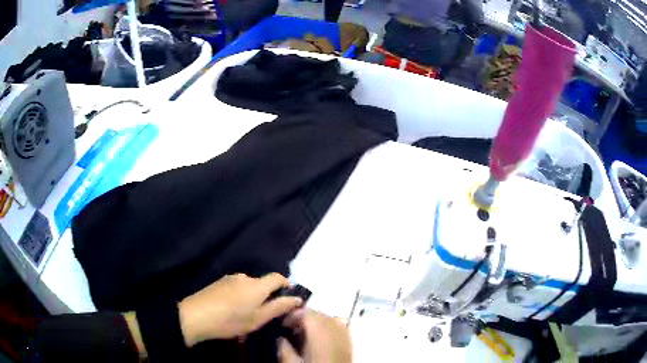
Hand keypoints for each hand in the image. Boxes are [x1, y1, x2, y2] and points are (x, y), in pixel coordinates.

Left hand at [178, 273, 302, 346]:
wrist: (196, 315)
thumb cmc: (231, 320)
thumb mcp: (258, 318)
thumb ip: (279, 307)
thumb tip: (297, 298)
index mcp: (257, 285)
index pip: (278, 277)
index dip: (286, 285)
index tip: (288, 298)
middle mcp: (245, 277)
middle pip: (262, 283)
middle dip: (267, 296)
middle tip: (265, 314)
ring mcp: (229, 279)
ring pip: (249, 286)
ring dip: (252, 297)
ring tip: (247, 314)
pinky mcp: (218, 283)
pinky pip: (236, 288)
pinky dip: (240, 297)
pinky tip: (233, 310)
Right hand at [278, 309, 351, 362]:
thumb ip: (284, 349)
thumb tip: (279, 338)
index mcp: (320, 332)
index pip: (307, 312)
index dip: (293, 315)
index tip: (282, 324)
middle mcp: (335, 329)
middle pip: (319, 314)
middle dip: (303, 319)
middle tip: (290, 330)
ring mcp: (345, 334)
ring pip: (329, 319)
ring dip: (316, 323)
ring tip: (303, 335)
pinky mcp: (349, 342)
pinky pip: (339, 327)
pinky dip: (328, 328)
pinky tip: (319, 340)